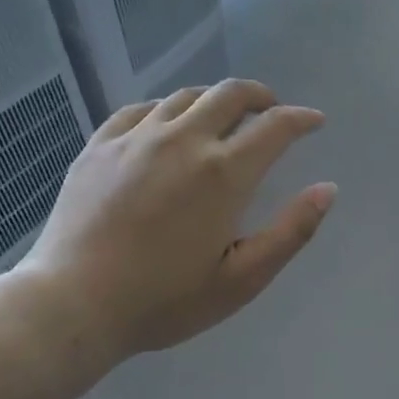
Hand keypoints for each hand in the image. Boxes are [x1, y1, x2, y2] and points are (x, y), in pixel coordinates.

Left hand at [19, 81, 335, 366]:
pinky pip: (141, 109)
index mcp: (223, 172)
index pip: (275, 126)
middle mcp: (183, 140)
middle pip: (231, 93)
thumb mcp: (242, 279)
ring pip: (186, 96)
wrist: (71, 305)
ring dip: (215, 100)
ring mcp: (136, 137)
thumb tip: (327, 189)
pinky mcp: (100, 144)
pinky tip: (167, 126)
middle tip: (272, 110)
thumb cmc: (163, 300)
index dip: (301, 119)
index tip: (314, 122)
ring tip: (223, 118)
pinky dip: (167, 110)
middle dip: (261, 96)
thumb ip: (291, 232)